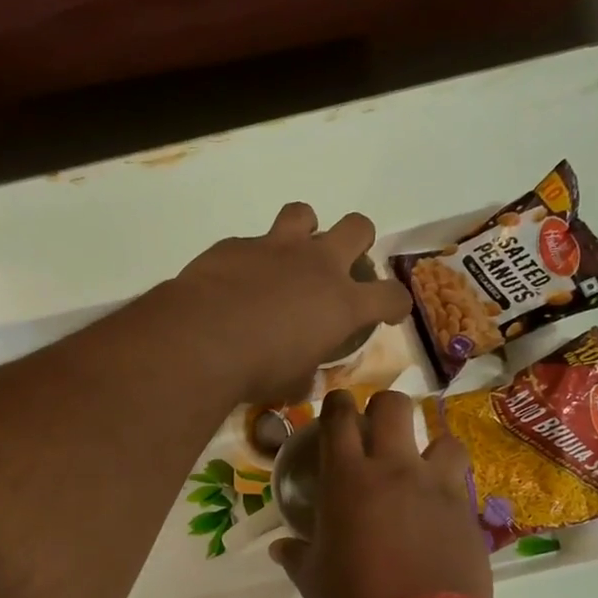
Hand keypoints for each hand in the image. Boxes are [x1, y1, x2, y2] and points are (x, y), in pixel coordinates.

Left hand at [172, 203, 411, 402]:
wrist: (201, 339)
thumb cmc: (256, 370)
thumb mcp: (291, 383)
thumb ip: (305, 375)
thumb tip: (305, 380)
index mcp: (342, 304)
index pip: (390, 295)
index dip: (395, 304)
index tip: (389, 313)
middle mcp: (317, 265)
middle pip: (358, 227)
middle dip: (358, 241)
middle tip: (342, 266)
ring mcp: (277, 248)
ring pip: (305, 213)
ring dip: (305, 231)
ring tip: (291, 255)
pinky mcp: (237, 244)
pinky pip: (252, 241)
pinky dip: (252, 258)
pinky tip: (237, 280)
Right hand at [271, 389, 492, 597]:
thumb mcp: (312, 580)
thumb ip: (296, 555)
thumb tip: (281, 548)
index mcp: (347, 478)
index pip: (340, 418)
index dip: (338, 403)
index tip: (337, 406)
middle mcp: (394, 468)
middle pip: (394, 406)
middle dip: (383, 407)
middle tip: (376, 428)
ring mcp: (436, 486)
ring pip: (442, 436)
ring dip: (429, 444)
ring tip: (421, 466)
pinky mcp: (466, 510)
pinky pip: (461, 479)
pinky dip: (449, 483)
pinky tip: (440, 506)